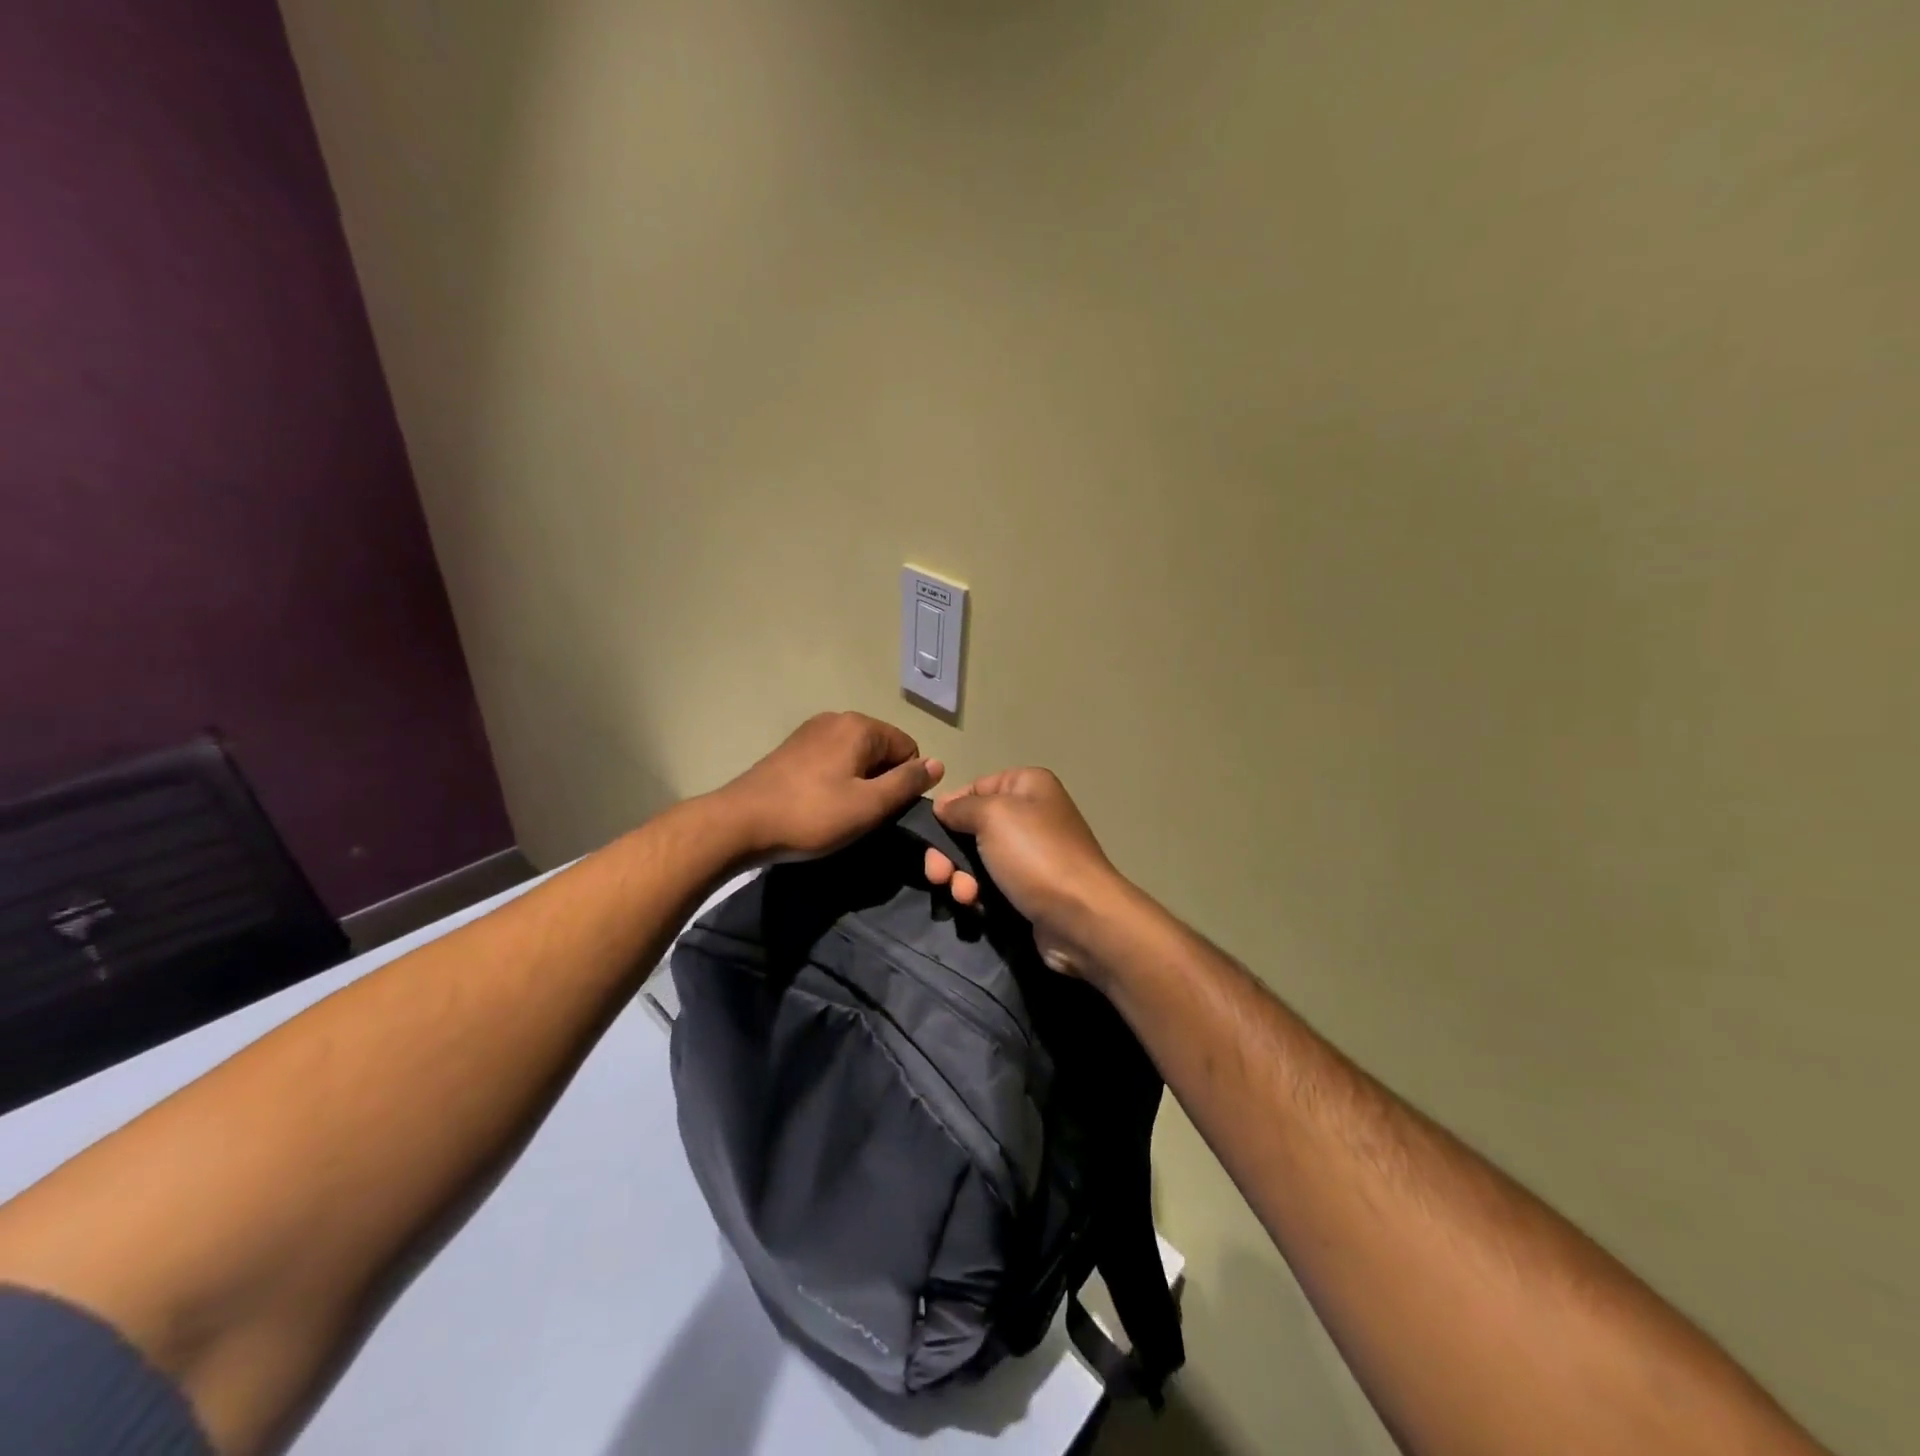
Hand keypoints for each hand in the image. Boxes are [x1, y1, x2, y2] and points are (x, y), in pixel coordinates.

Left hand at [716, 712, 943, 862]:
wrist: (740, 823)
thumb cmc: (812, 815)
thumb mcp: (869, 805)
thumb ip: (907, 782)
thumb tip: (938, 764)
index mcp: (860, 726)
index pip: (908, 749)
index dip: (905, 782)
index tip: (884, 811)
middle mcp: (837, 718)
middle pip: (881, 750)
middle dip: (881, 781)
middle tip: (861, 815)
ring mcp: (811, 731)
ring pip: (856, 757)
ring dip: (858, 783)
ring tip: (838, 813)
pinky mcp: (792, 748)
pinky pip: (831, 760)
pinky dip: (835, 781)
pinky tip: (818, 805)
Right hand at [924, 769, 1130, 975]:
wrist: (1081, 917)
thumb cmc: (1035, 855)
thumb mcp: (992, 816)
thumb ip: (961, 806)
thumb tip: (943, 807)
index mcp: (1027, 786)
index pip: (975, 787)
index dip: (950, 808)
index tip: (931, 831)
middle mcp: (1031, 815)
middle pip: (971, 827)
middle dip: (948, 852)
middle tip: (937, 873)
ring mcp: (1030, 855)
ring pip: (976, 860)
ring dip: (959, 877)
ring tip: (963, 895)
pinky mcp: (1028, 889)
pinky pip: (990, 885)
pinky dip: (977, 894)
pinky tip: (973, 906)